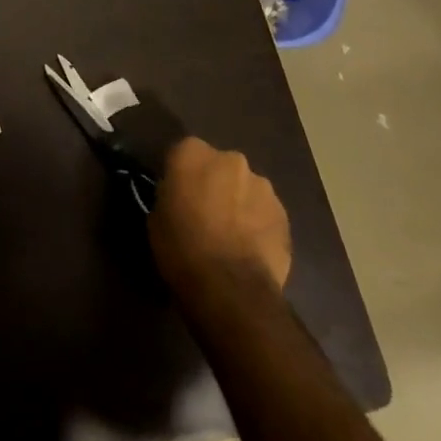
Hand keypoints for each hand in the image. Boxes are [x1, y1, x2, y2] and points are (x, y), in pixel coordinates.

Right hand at [148, 138, 291, 291]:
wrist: (230, 287)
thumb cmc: (181, 247)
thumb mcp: (156, 217)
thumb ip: (171, 195)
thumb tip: (180, 198)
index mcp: (192, 153)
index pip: (182, 152)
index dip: (180, 174)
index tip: (177, 194)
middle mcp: (230, 159)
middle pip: (219, 166)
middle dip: (214, 184)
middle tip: (204, 212)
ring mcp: (262, 186)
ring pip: (245, 188)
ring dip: (238, 202)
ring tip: (231, 234)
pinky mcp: (284, 214)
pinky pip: (264, 212)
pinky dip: (257, 223)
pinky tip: (249, 248)